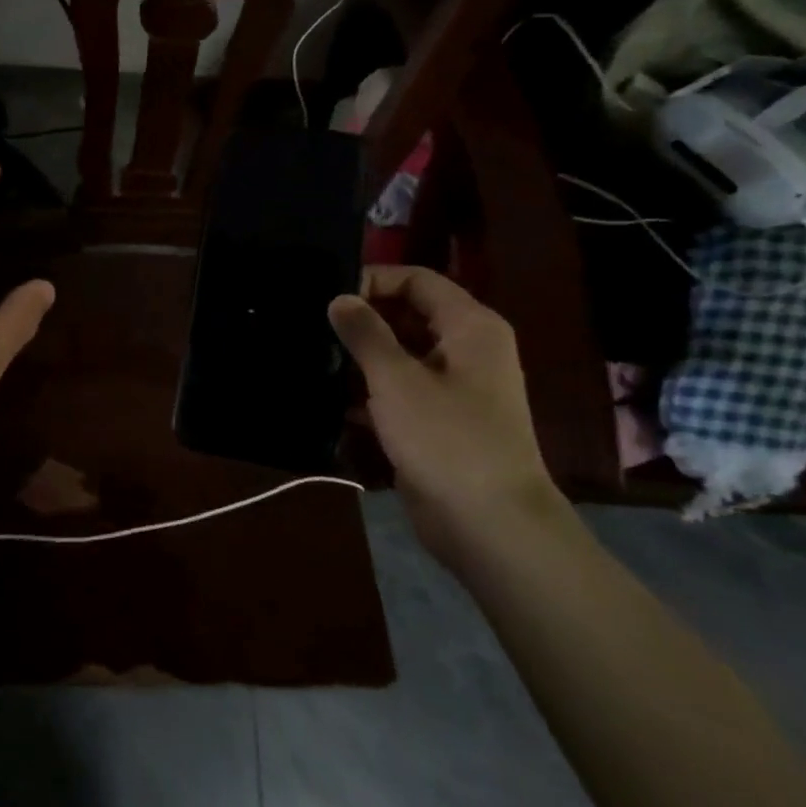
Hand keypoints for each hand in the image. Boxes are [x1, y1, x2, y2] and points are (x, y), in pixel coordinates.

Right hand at [328, 266, 566, 561]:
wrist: (490, 526)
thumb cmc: (447, 439)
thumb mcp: (397, 379)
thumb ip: (365, 333)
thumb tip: (340, 298)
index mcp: (470, 327)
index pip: (417, 280)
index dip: (374, 281)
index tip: (330, 297)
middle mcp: (467, 350)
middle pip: (409, 315)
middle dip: (364, 320)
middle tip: (315, 326)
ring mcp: (455, 388)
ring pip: (402, 355)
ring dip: (362, 357)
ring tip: (316, 357)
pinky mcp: (440, 422)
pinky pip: (401, 391)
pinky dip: (372, 391)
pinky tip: (333, 397)